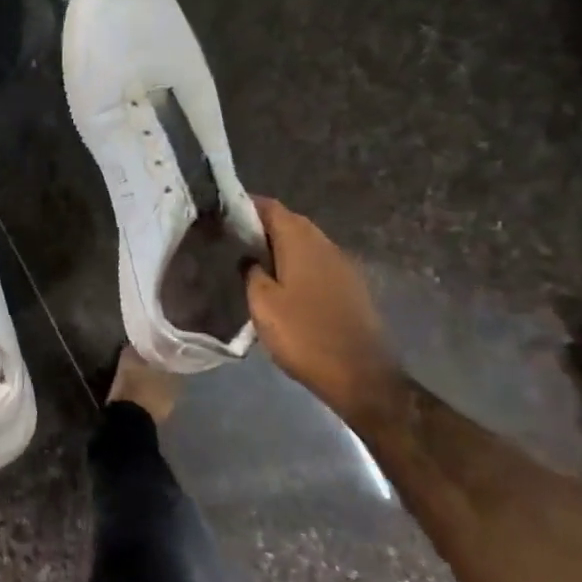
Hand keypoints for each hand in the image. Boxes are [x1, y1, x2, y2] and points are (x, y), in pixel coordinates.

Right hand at [245, 196, 395, 413]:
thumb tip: (249, 257)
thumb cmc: (303, 335)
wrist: (360, 375)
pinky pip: (316, 262)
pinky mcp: (350, 286)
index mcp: (301, 241)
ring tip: (252, 261)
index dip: (245, 206)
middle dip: (262, 227)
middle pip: (290, 222)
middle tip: (232, 239)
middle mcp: (325, 244)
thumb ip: (251, 272)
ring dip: (280, 246)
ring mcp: (342, 265)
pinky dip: (296, 264)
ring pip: (305, 243)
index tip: (221, 214)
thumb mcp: (262, 304)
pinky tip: (281, 283)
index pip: (271, 207)